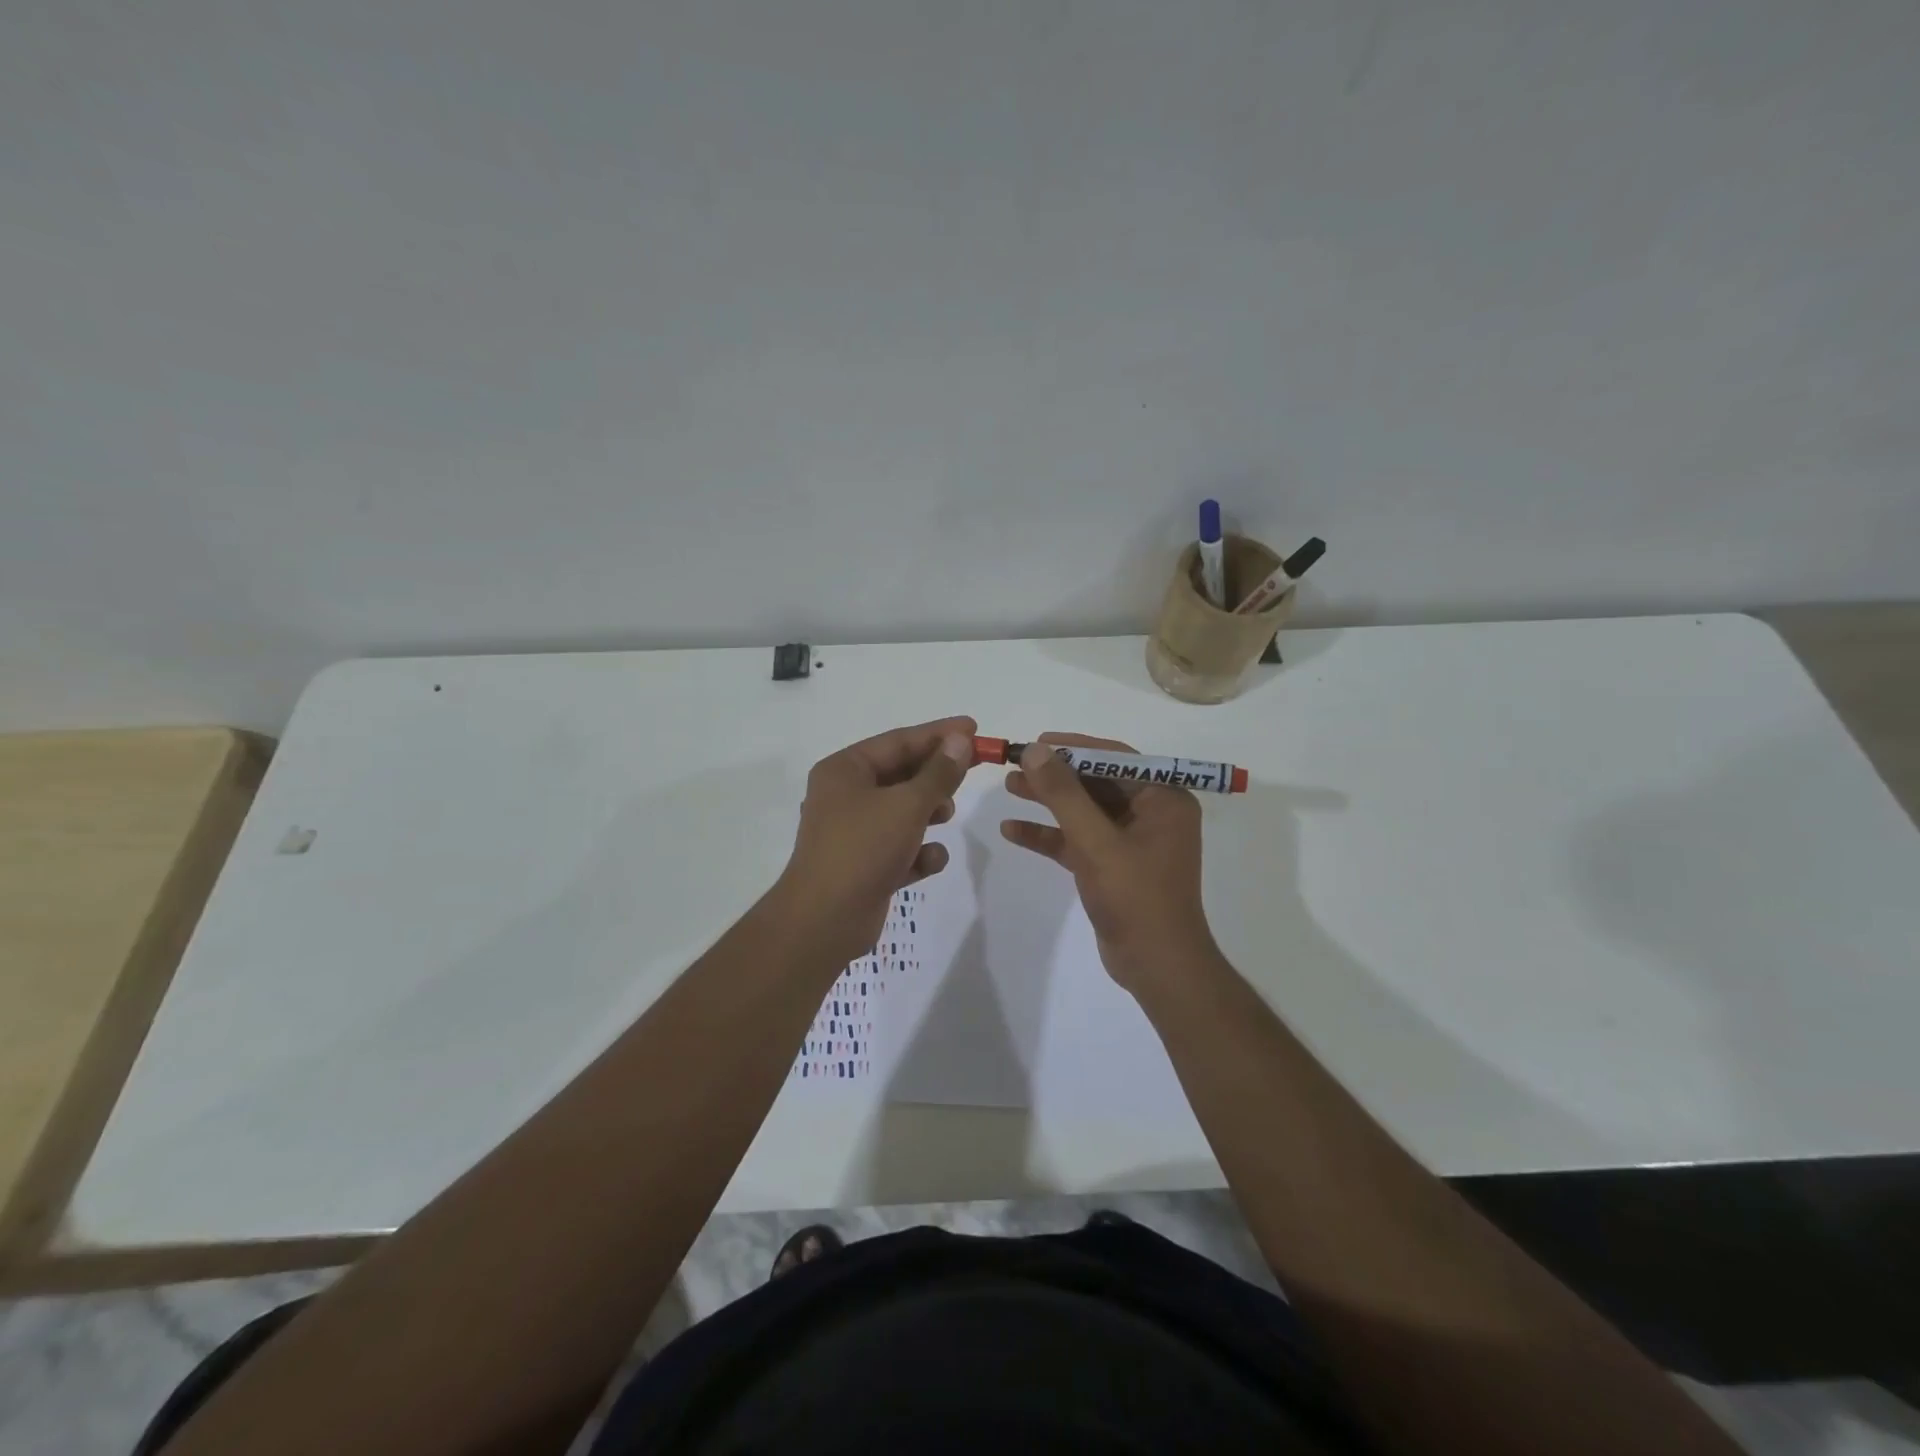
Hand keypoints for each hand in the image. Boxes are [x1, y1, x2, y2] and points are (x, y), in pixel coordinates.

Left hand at [775, 716, 975, 963]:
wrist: (825, 921)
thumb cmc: (863, 849)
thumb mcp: (907, 805)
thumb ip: (939, 773)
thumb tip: (960, 740)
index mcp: (844, 770)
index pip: (898, 741)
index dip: (938, 734)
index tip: (974, 728)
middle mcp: (845, 796)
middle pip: (901, 774)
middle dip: (936, 775)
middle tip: (973, 769)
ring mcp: (853, 832)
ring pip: (902, 811)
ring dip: (928, 812)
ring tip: (947, 815)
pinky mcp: (864, 865)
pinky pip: (899, 847)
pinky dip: (917, 852)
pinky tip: (929, 861)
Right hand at [1000, 733, 1219, 992]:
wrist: (1157, 966)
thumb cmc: (1136, 896)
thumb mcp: (1096, 841)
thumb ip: (1064, 794)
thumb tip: (1036, 751)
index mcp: (1164, 798)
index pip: (1115, 758)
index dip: (1073, 748)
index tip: (1036, 742)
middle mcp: (1152, 813)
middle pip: (1096, 782)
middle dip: (1055, 776)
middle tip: (1015, 765)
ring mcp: (1132, 841)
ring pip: (1084, 811)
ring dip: (1048, 802)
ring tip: (1009, 788)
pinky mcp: (1113, 866)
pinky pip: (1078, 840)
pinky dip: (1049, 836)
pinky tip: (1012, 831)